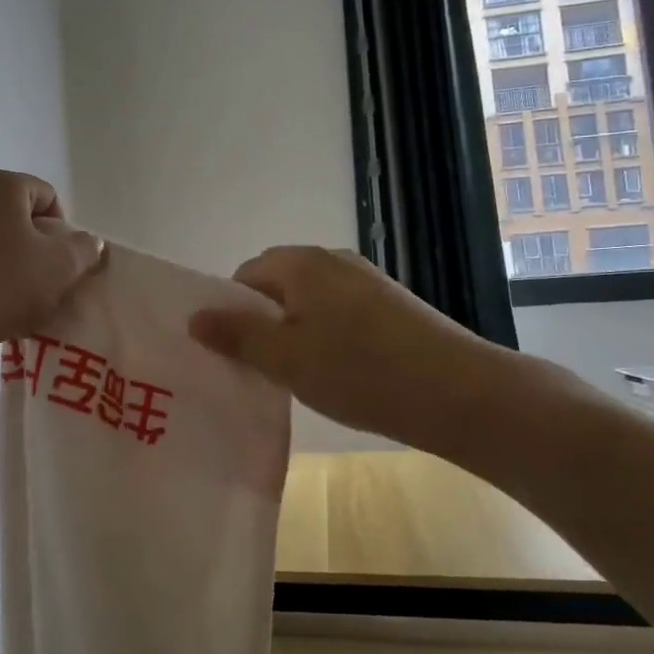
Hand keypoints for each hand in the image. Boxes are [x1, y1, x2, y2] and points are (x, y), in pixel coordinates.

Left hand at [0, 169, 103, 368]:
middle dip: (33, 253)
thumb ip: (83, 250)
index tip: (63, 267)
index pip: (46, 196)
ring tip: (10, 309)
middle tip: (42, 290)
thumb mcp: (59, 268)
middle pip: (15, 221)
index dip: (64, 232)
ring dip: (4, 271)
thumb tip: (87, 242)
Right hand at [187, 246, 537, 456]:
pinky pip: (340, 313)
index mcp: (302, 263)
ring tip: (298, 375)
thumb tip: (194, 316)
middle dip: (262, 322)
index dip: (231, 312)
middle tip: (259, 367)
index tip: (232, 352)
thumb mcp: (286, 358)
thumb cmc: (360, 371)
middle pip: (278, 285)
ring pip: (310, 301)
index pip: (245, 275)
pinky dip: (327, 337)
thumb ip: (237, 336)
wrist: (460, 393)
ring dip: (295, 332)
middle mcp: (333, 260)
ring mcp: (367, 281)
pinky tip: (338, 372)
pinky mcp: (392, 305)